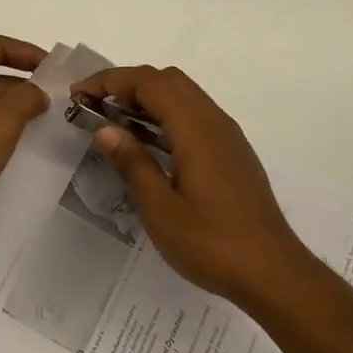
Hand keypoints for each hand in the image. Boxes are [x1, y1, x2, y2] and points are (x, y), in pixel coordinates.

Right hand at [70, 65, 310, 307]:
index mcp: (195, 128)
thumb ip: (132, 163)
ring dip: (147, 99)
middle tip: (95, 107)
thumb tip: (105, 130)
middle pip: (167, 80)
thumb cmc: (212, 243)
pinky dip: (165, 116)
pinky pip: (194, 115)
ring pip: (183, 96)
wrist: (274, 272)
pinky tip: (148, 145)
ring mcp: (226, 136)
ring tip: (114, 122)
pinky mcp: (231, 152)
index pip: (149, 82)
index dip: (110, 81)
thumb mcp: (160, 209)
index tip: (78, 94)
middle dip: (127, 84)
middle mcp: (214, 121)